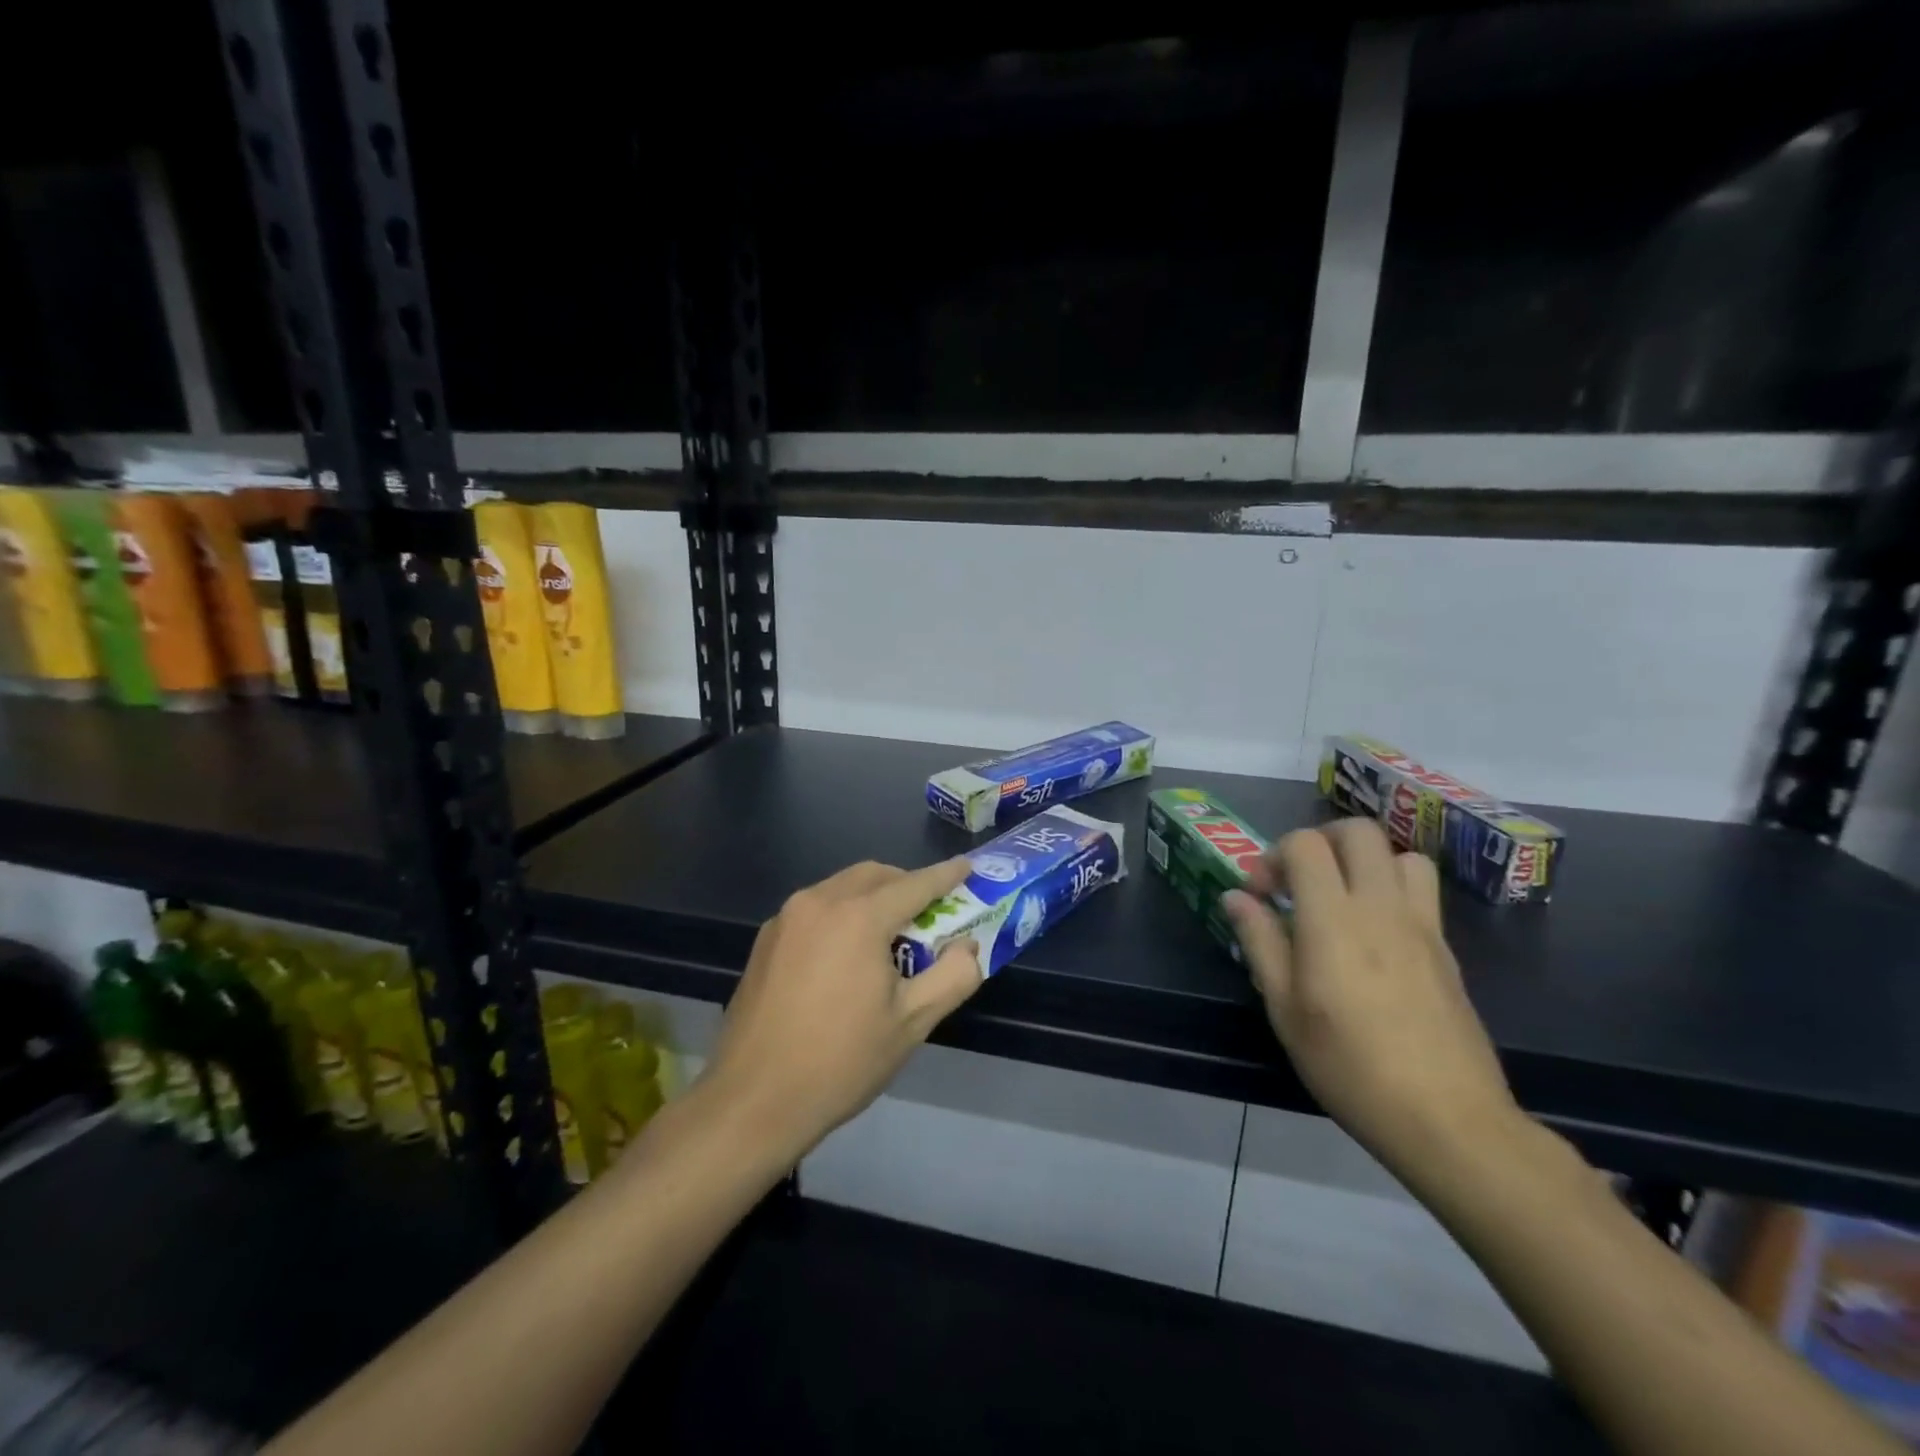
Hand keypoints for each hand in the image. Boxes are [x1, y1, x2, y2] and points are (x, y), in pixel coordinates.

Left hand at [700, 858, 984, 1160]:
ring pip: (841, 888)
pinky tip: (847, 953)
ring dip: (872, 898)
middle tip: (931, 911)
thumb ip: (953, 976)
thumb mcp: (912, 1022)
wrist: (753, 1101)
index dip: (945, 875)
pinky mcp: (766, 940)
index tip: (967, 867)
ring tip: (890, 936)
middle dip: (906, 884)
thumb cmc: (841, 1060)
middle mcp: (819, 902)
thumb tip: (968, 947)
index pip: (915, 884)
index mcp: (858, 917)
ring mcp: (786, 918)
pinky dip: (842, 914)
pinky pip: (815, 909)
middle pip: (874, 876)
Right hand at [1221, 819, 1522, 1187]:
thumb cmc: (1349, 1066)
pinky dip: (1392, 888)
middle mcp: (1381, 907)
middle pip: (1358, 832)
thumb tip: (1235, 897)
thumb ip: (1260, 942)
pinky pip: (1421, 891)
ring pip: (1400, 854)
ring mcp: (1422, 925)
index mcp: (1334, 919)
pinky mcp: (1445, 949)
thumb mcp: (1284, 1009)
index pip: (1305, 845)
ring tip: (1341, 897)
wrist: (1447, 1119)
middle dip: (1320, 841)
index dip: (1273, 856)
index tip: (1259, 894)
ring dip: (1365, 861)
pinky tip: (1374, 933)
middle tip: (1299, 880)